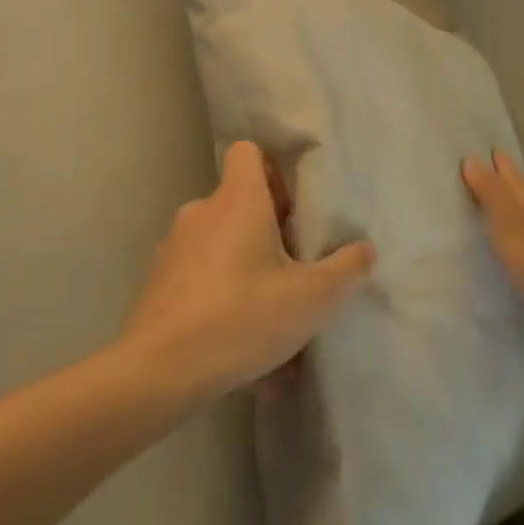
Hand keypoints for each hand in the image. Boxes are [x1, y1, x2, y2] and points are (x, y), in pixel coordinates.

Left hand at [124, 140, 375, 398]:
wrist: (158, 372)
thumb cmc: (242, 317)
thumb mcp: (311, 298)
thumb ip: (345, 270)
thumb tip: (366, 249)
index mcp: (238, 200)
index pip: (248, 151)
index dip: (272, 172)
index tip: (291, 210)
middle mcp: (201, 212)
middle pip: (238, 202)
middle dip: (266, 231)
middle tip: (291, 270)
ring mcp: (173, 247)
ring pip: (219, 245)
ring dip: (245, 270)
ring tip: (268, 320)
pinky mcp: (157, 284)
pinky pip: (199, 279)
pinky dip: (220, 300)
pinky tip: (239, 348)